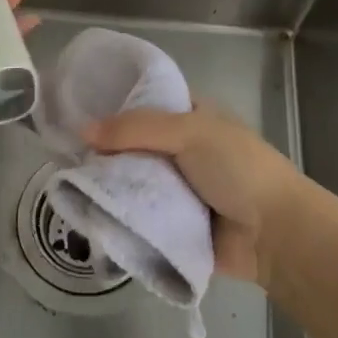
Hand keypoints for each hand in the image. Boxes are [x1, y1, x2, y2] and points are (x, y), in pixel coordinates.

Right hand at [86, 105, 303, 286]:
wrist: (275, 234)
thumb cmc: (238, 169)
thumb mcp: (190, 132)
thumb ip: (136, 129)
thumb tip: (83, 130)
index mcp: (191, 118)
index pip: (145, 103)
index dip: (114, 104)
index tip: (75, 108)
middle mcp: (181, 149)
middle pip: (132, 145)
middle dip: (103, 150)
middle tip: (62, 152)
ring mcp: (176, 189)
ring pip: (132, 181)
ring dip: (107, 185)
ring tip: (65, 183)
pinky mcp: (172, 225)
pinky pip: (138, 217)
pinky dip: (119, 216)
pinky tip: (84, 213)